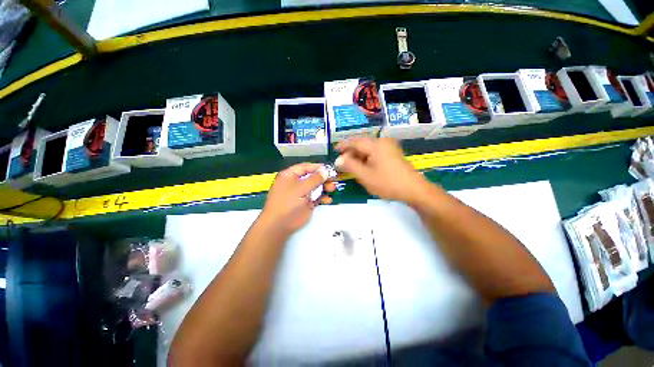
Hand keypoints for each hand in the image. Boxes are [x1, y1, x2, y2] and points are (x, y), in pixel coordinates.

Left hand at [259, 163, 336, 236]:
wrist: (279, 226)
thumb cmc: (287, 203)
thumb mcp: (300, 188)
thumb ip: (314, 179)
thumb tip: (325, 170)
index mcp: (290, 176)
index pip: (305, 167)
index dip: (317, 167)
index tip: (329, 169)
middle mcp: (296, 183)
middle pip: (312, 177)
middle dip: (323, 178)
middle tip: (334, 179)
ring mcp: (301, 194)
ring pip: (315, 187)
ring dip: (325, 187)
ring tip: (332, 188)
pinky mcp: (306, 203)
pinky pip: (316, 198)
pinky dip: (323, 198)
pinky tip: (328, 200)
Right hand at [335, 137, 429, 203]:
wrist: (413, 189)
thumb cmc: (387, 183)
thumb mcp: (365, 175)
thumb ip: (350, 165)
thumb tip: (339, 159)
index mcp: (375, 145)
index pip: (355, 142)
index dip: (343, 145)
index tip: (335, 150)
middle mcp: (383, 142)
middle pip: (362, 144)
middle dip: (351, 152)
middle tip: (342, 161)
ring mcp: (390, 147)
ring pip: (369, 148)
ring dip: (359, 155)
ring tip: (351, 165)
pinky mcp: (393, 154)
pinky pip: (376, 152)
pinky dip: (367, 158)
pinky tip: (364, 166)